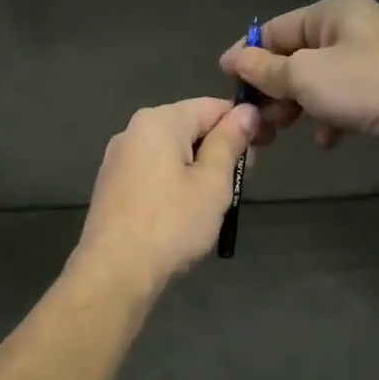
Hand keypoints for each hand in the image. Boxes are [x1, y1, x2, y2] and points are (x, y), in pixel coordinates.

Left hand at [71, 97, 258, 293]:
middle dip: (220, 147)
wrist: (114, 272)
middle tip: (242, 181)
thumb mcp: (212, 183)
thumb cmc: (171, 224)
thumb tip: (246, 111)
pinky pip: (153, 170)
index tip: (266, 146)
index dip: (243, 123)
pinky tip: (185, 210)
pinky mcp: (112, 184)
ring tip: (217, 200)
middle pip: (189, 126)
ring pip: (172, 151)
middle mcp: (133, 130)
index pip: (212, 107)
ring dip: (199, 167)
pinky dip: (175, 181)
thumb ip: (230, 142)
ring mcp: (118, 158)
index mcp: (158, 121)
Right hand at [218, 0, 378, 181]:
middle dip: (272, 89)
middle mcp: (352, 31)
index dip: (248, 55)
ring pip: (317, 84)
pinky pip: (343, 103)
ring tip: (280, 133)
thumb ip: (266, 68)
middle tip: (255, 120)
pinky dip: (329, 120)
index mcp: (333, 13)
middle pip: (296, 58)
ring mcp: (371, 63)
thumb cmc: (366, 84)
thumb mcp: (304, 74)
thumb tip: (233, 58)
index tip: (226, 83)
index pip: (275, 29)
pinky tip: (326, 141)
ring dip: (296, 108)